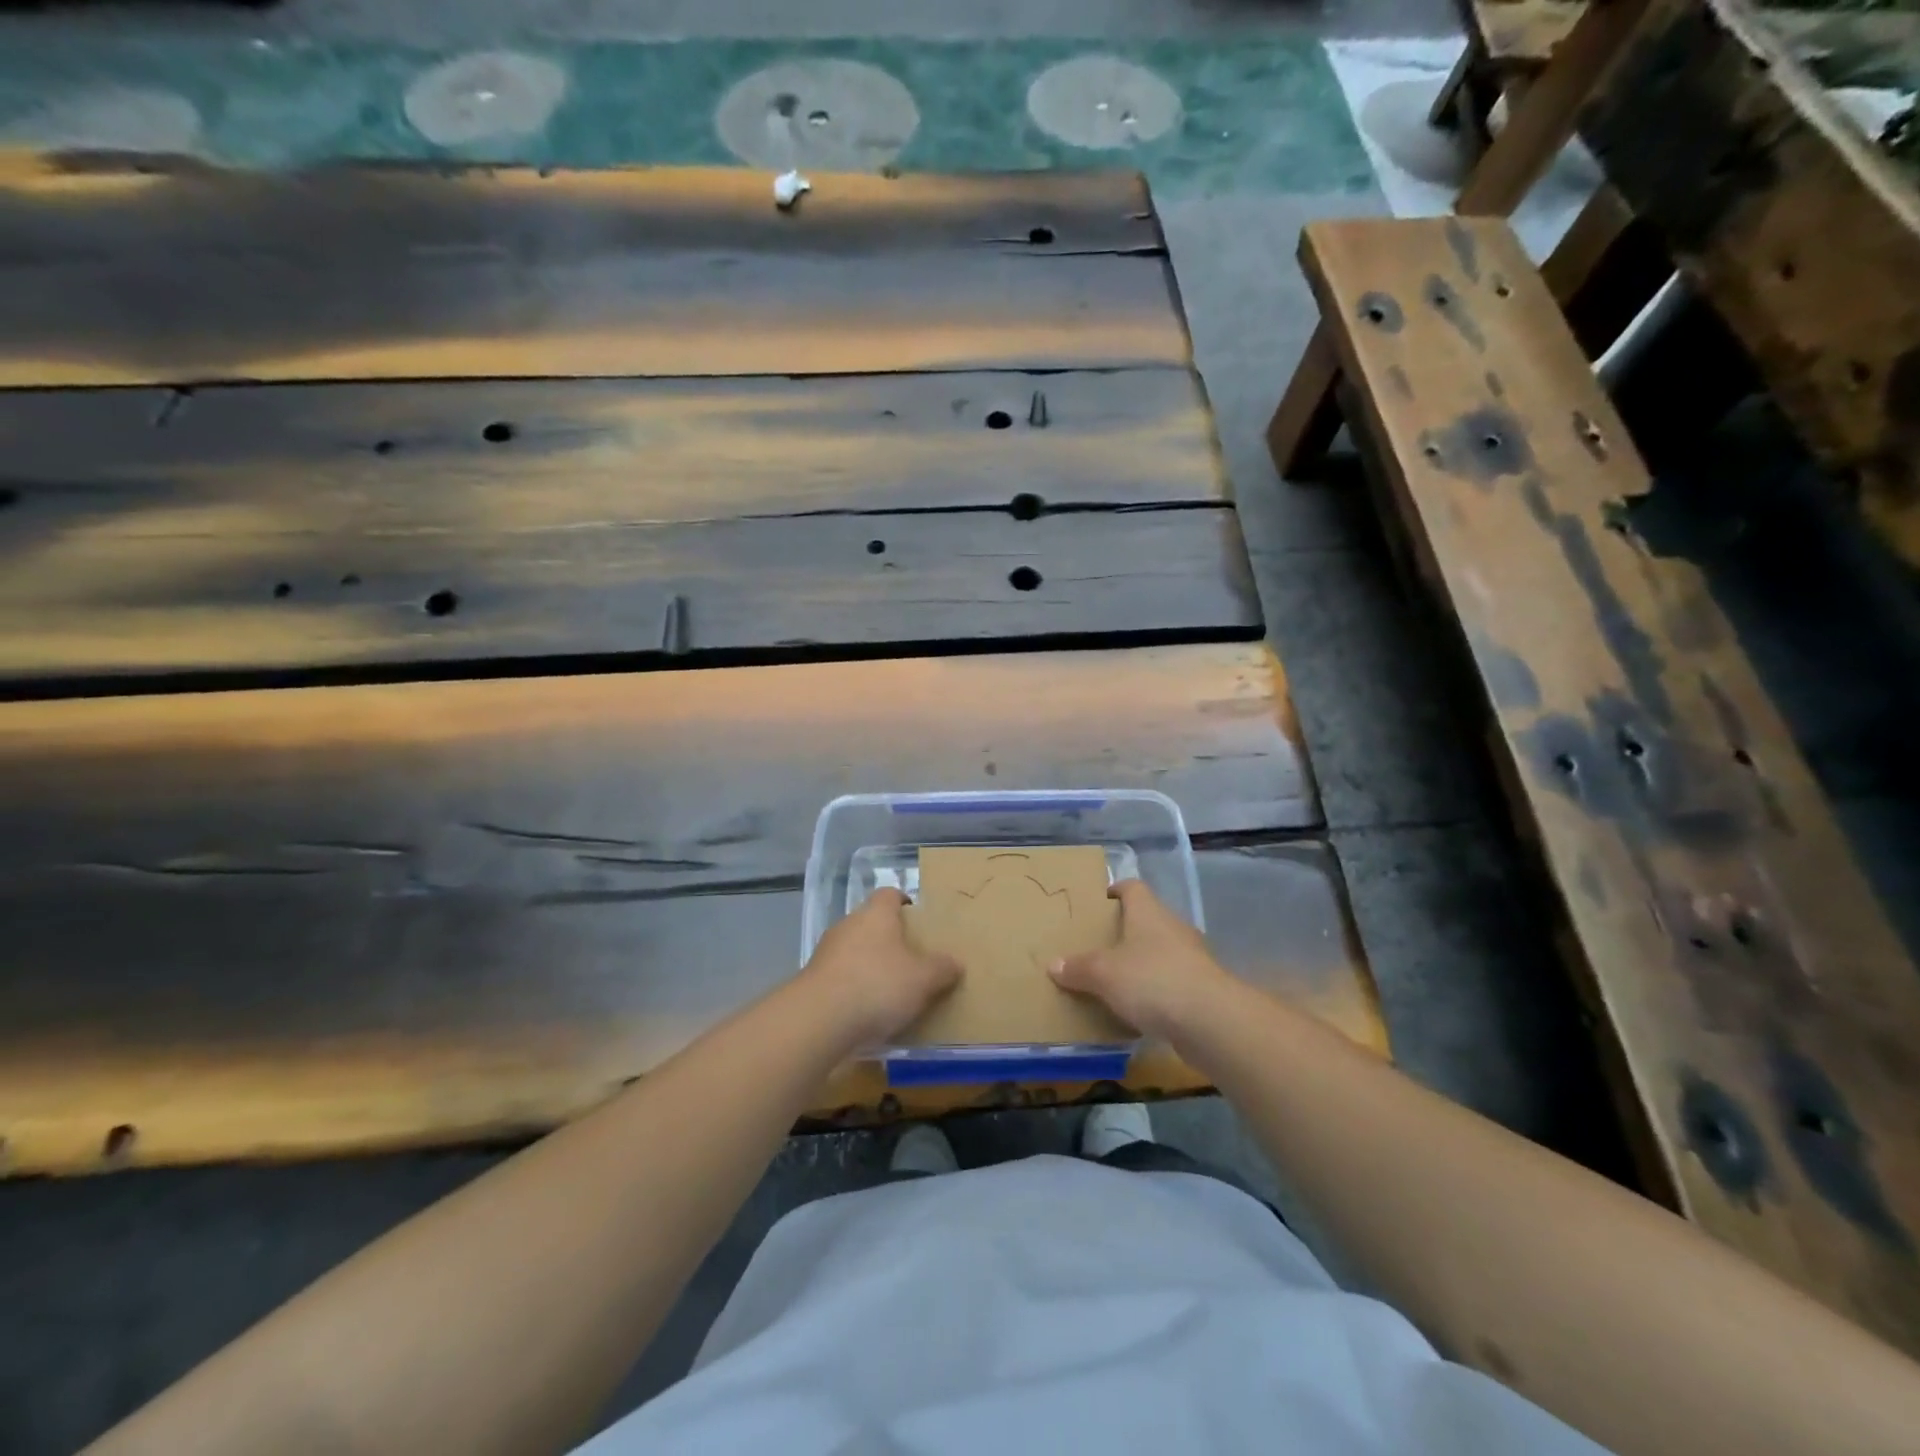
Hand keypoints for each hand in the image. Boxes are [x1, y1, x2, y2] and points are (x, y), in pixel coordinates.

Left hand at [800, 888, 962, 1046]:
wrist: (818, 1020)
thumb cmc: (878, 985)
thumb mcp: (923, 979)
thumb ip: (942, 969)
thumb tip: (954, 963)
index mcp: (877, 914)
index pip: (890, 895)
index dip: (905, 904)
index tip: (919, 922)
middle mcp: (849, 924)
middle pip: (872, 923)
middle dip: (890, 940)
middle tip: (913, 961)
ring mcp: (827, 952)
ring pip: (855, 951)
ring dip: (870, 966)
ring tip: (892, 992)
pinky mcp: (813, 980)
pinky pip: (841, 977)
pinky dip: (854, 988)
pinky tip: (867, 1012)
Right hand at [1048, 879, 1230, 1039]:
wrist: (1211, 1021)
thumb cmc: (1152, 980)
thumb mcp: (1104, 974)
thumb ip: (1078, 968)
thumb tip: (1054, 964)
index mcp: (1148, 912)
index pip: (1132, 887)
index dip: (1115, 890)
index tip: (1097, 902)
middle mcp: (1172, 928)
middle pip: (1146, 920)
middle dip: (1124, 931)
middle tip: (1096, 945)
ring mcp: (1191, 958)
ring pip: (1160, 952)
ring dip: (1141, 963)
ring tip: (1113, 979)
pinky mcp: (1201, 988)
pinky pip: (1171, 982)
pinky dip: (1155, 991)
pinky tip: (1138, 1009)